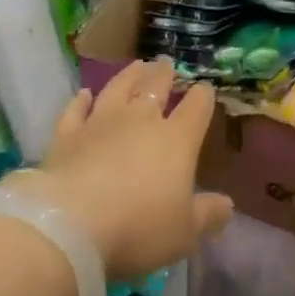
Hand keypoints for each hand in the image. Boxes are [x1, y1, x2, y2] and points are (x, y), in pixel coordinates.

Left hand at [8, 60, 233, 280]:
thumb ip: (207, 215)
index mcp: (177, 140)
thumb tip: (227, 204)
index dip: (203, 96)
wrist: (69, 225)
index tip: (205, 88)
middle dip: (164, 74)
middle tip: (166, 63)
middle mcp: (141, 121)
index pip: (196, 108)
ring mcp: (101, 123)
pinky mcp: (67, 135)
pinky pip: (76, 110)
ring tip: (137, 65)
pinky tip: (84, 93)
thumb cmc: (137, 228)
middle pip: (155, 87)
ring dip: (129, 75)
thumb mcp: (183, 233)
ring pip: (118, 88)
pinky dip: (81, 100)